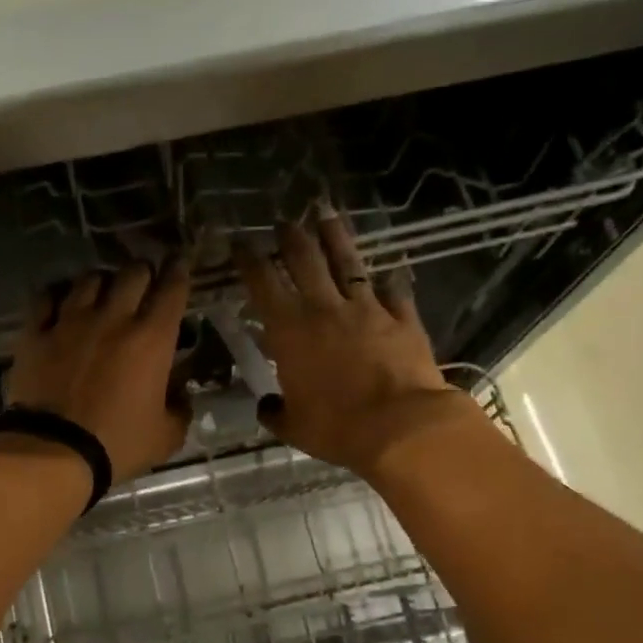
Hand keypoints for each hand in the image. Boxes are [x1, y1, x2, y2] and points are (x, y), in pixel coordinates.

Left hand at [0, 259, 192, 483]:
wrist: (53, 451)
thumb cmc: (116, 444)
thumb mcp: (165, 437)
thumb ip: (179, 410)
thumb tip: (181, 396)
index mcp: (151, 339)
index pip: (172, 289)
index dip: (178, 271)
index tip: (179, 262)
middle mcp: (113, 319)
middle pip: (132, 273)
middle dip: (142, 273)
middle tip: (143, 283)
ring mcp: (70, 321)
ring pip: (89, 279)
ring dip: (102, 281)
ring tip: (102, 291)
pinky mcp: (36, 333)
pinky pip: (46, 298)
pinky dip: (58, 294)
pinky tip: (60, 300)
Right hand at [235, 212, 482, 476]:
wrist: (402, 426)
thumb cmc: (337, 427)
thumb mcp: (294, 427)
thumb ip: (275, 412)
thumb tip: (267, 406)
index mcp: (290, 331)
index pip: (263, 283)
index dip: (249, 259)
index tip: (239, 241)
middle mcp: (325, 309)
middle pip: (305, 260)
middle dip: (290, 237)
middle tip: (283, 221)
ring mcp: (368, 309)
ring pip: (348, 263)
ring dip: (335, 237)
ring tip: (327, 215)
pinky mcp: (403, 318)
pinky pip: (394, 292)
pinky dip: (390, 281)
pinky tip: (391, 270)